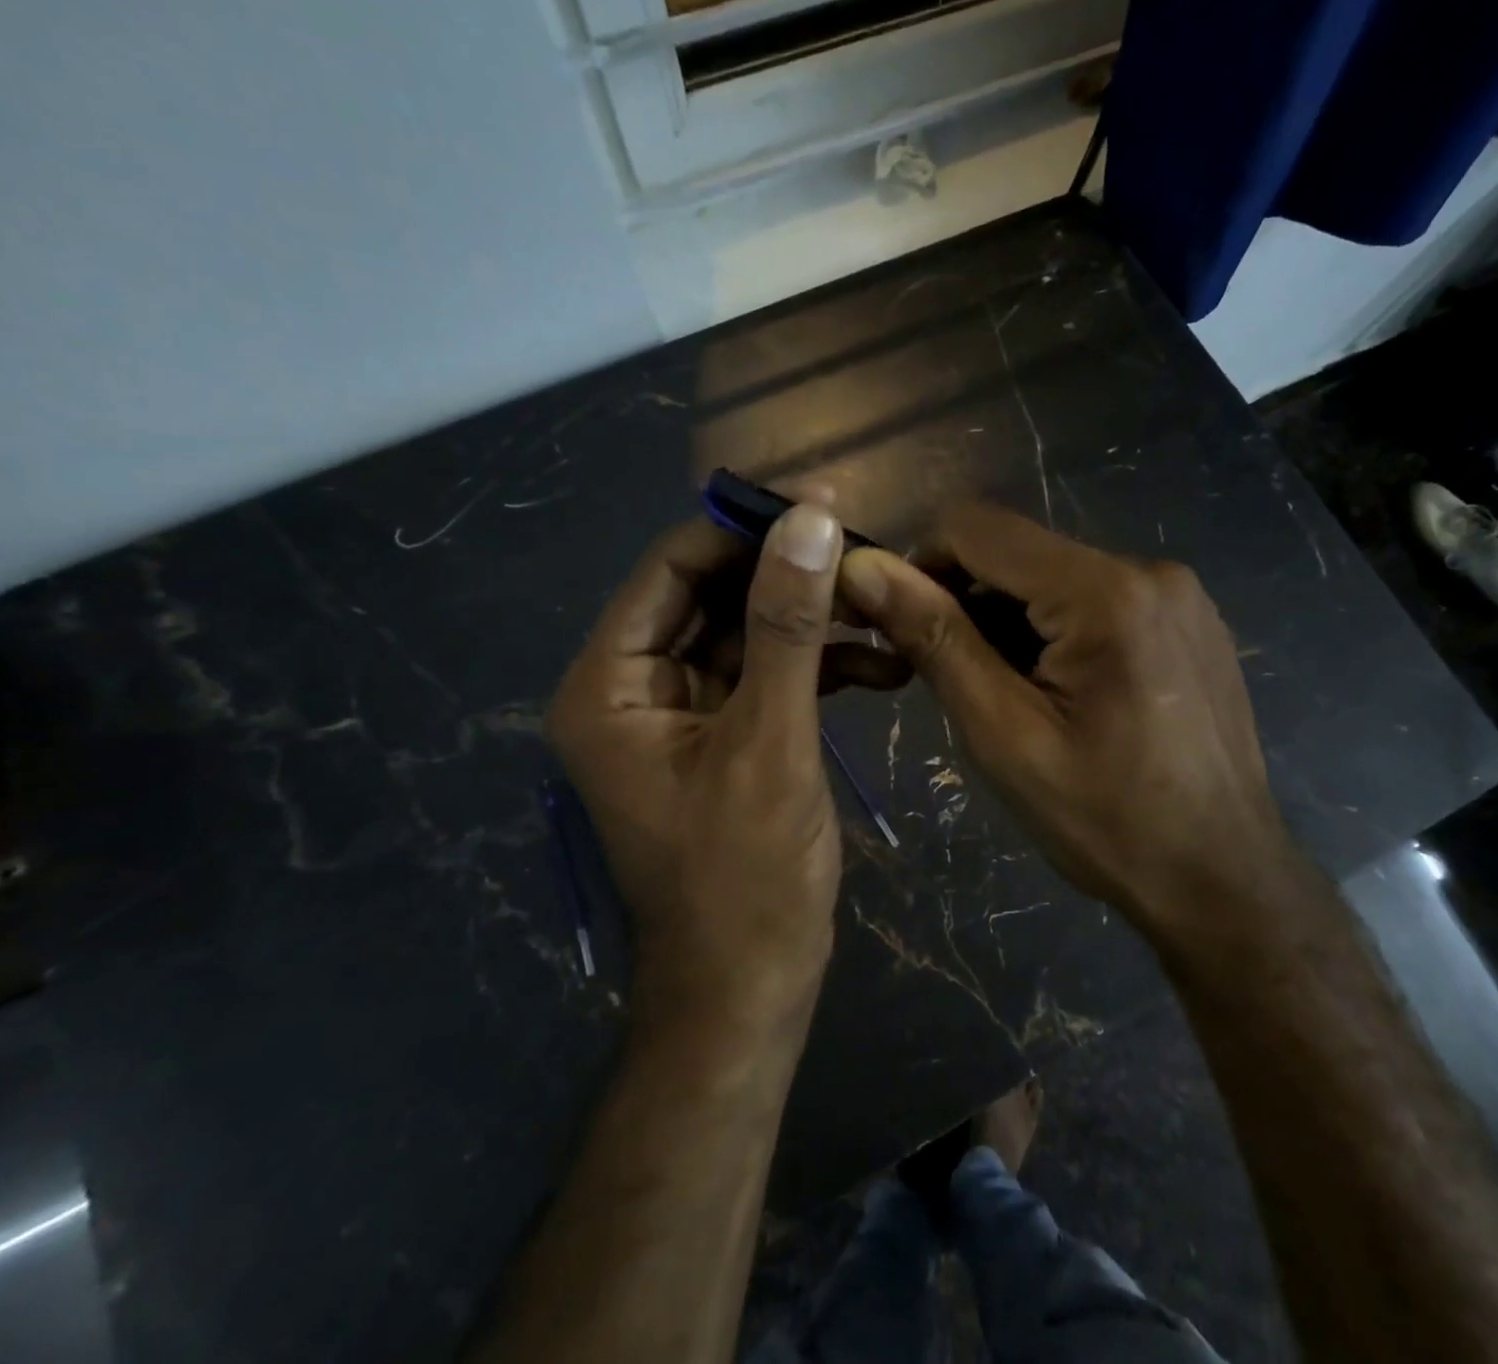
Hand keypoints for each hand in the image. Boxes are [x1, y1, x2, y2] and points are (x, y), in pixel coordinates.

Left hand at [546, 504, 862, 1027]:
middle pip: (713, 598)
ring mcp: (683, 713)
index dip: (743, 532)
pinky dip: (819, 666)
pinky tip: (880, 665)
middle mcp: (636, 688)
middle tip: (868, 556)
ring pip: (749, 635)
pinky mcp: (727, 737)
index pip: (671, 570)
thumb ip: (787, 627)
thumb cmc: (745, 876)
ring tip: (886, 610)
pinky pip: (768, 677)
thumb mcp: (770, 741)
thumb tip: (810, 520)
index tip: (821, 508)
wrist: (751, 988)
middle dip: (790, 578)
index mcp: (611, 684)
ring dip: (814, 622)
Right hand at [838, 503, 1299, 937]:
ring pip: (1055, 575)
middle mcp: (1149, 569)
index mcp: (1105, 591)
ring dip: (1012, 620)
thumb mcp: (1004, 735)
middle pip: (1020, 550)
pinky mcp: (1190, 620)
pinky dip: (1057, 629)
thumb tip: (864, 568)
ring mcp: (1179, 594)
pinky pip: (1098, 598)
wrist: (1224, 880)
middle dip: (969, 600)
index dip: (921, 564)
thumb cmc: (1107, 821)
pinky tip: (1063, 694)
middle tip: (957, 680)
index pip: (977, 526)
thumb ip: (937, 640)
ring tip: (1013, 697)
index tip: (903, 626)